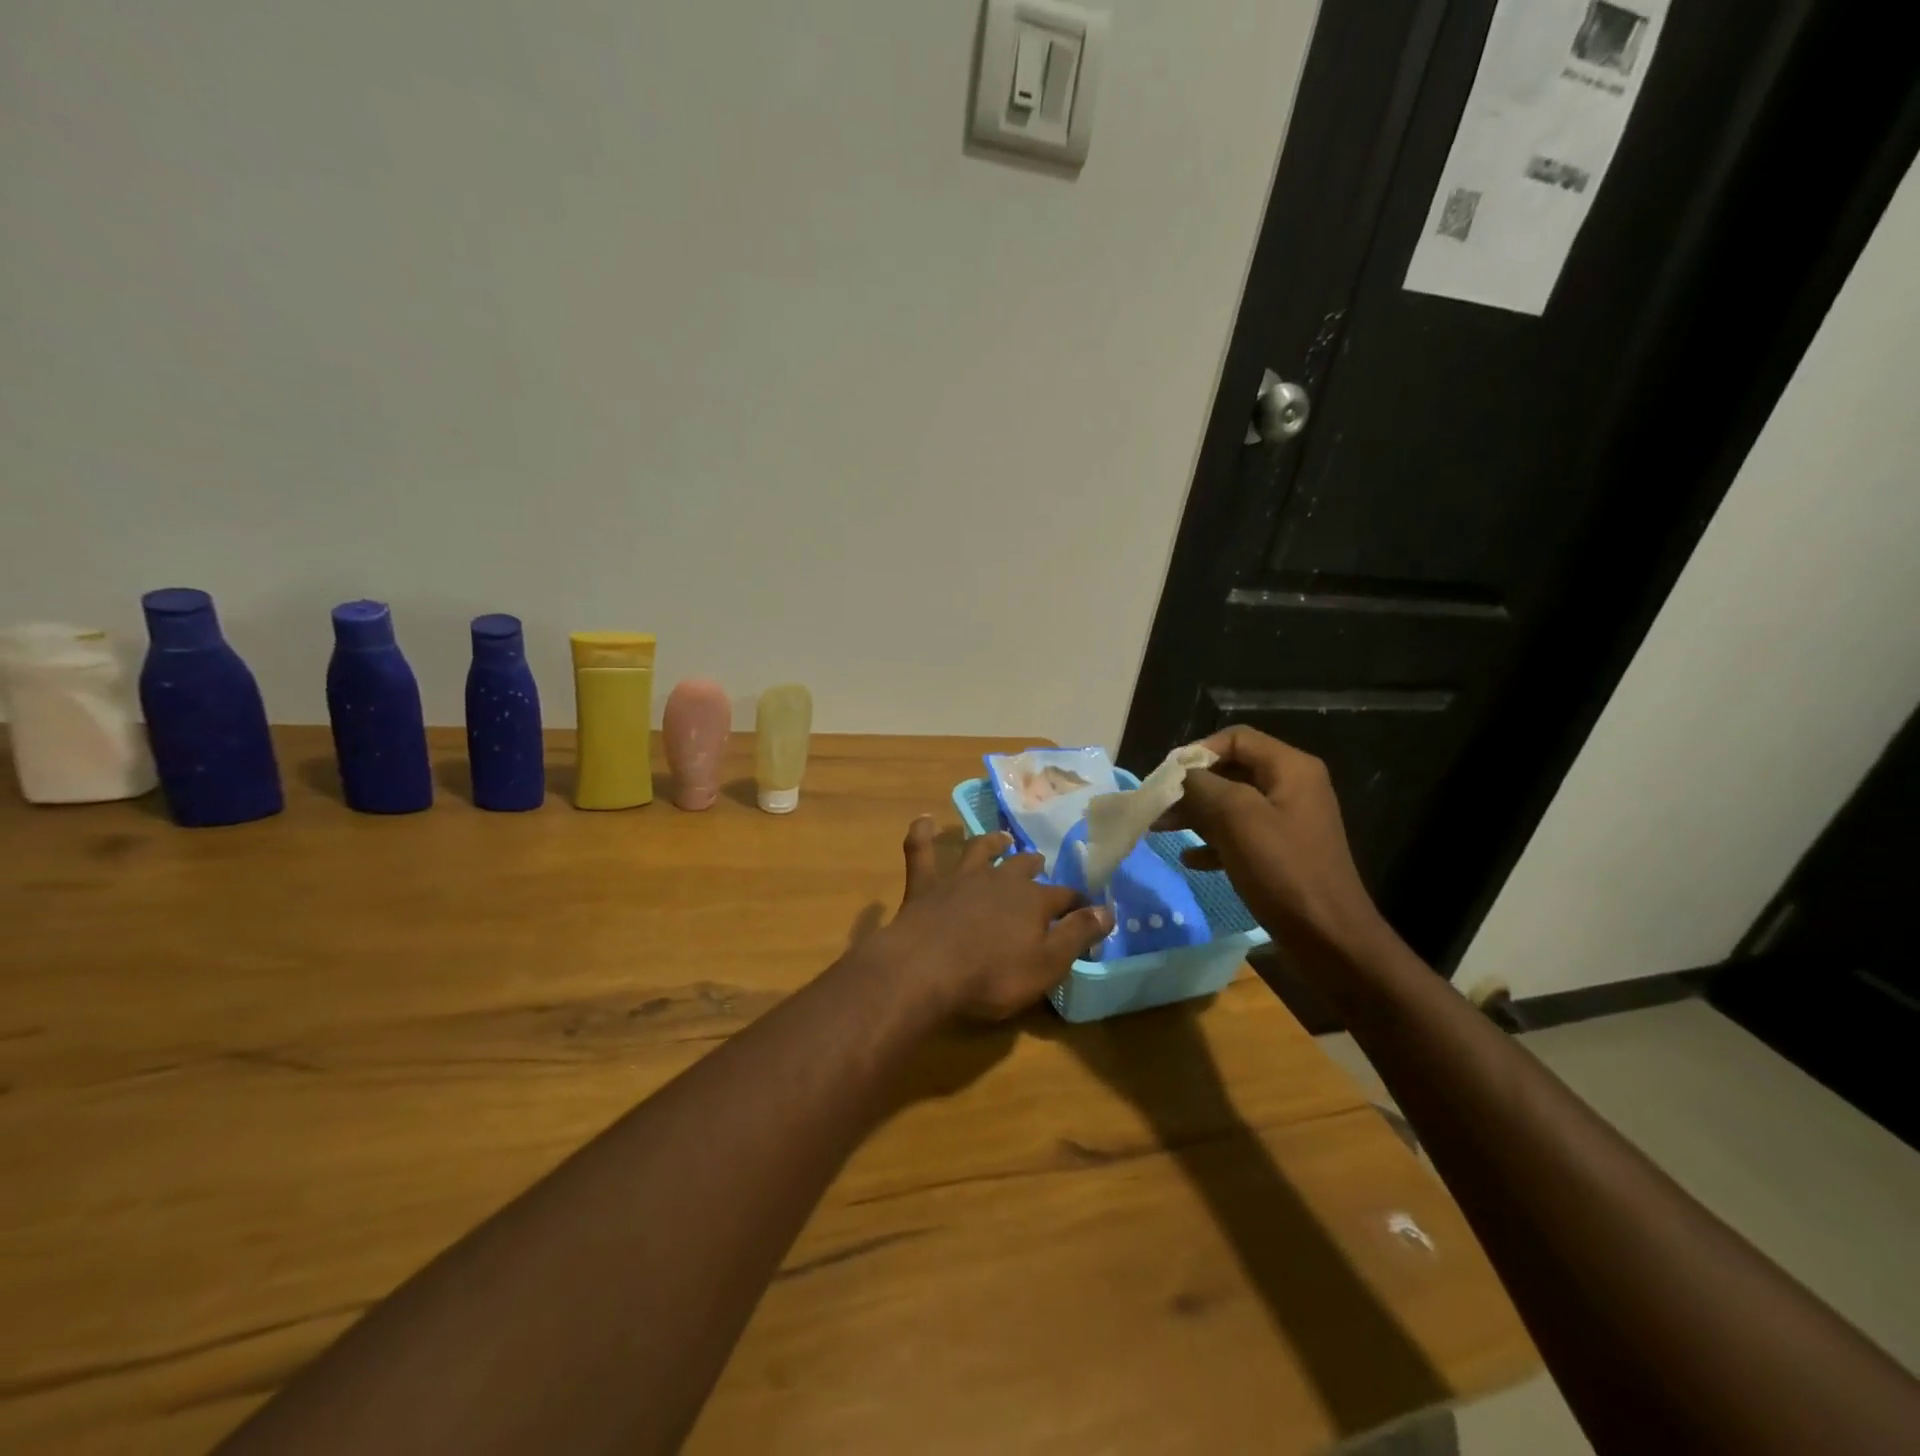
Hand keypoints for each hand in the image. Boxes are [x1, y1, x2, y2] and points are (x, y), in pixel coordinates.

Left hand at [875, 817, 1111, 1022]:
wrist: (925, 970)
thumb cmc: (992, 975)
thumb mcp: (1047, 964)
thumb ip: (1077, 934)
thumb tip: (1107, 910)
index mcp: (1032, 901)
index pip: (1064, 897)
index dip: (1077, 902)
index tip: (1087, 906)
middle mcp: (999, 880)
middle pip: (1022, 866)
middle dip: (1033, 865)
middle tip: (1039, 863)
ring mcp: (960, 878)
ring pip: (979, 850)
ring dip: (991, 842)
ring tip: (1001, 837)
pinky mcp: (925, 885)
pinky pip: (921, 852)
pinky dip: (922, 834)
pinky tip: (923, 820)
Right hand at [1161, 726, 1386, 954]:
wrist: (1328, 937)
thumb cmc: (1282, 870)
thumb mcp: (1236, 818)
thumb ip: (1202, 786)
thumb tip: (1179, 775)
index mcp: (1290, 768)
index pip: (1235, 739)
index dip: (1197, 752)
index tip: (1166, 777)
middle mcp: (1292, 787)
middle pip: (1231, 770)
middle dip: (1191, 786)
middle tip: (1158, 805)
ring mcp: (1288, 821)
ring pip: (1232, 804)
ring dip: (1195, 814)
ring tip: (1160, 830)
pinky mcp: (1282, 852)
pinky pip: (1240, 835)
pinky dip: (1213, 842)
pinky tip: (1190, 860)